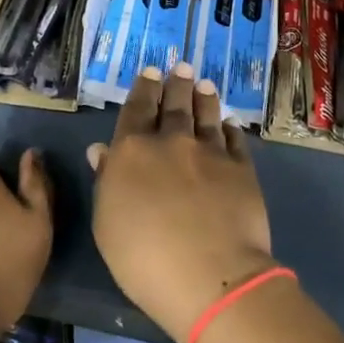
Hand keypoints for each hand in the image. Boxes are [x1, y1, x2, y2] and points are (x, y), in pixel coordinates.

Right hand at [88, 63, 276, 342]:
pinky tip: (229, 125)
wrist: (209, 275)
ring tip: (205, 84)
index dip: (143, 89)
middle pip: (174, 105)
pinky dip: (230, 129)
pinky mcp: (242, 168)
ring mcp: (210, 152)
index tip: (151, 72)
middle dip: (176, 84)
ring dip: (204, 98)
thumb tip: (102, 150)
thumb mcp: (107, 222)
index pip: (137, 109)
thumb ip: (106, 180)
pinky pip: (235, 140)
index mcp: (133, 150)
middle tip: (182, 67)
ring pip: (206, 115)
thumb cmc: (143, 258)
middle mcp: (172, 141)